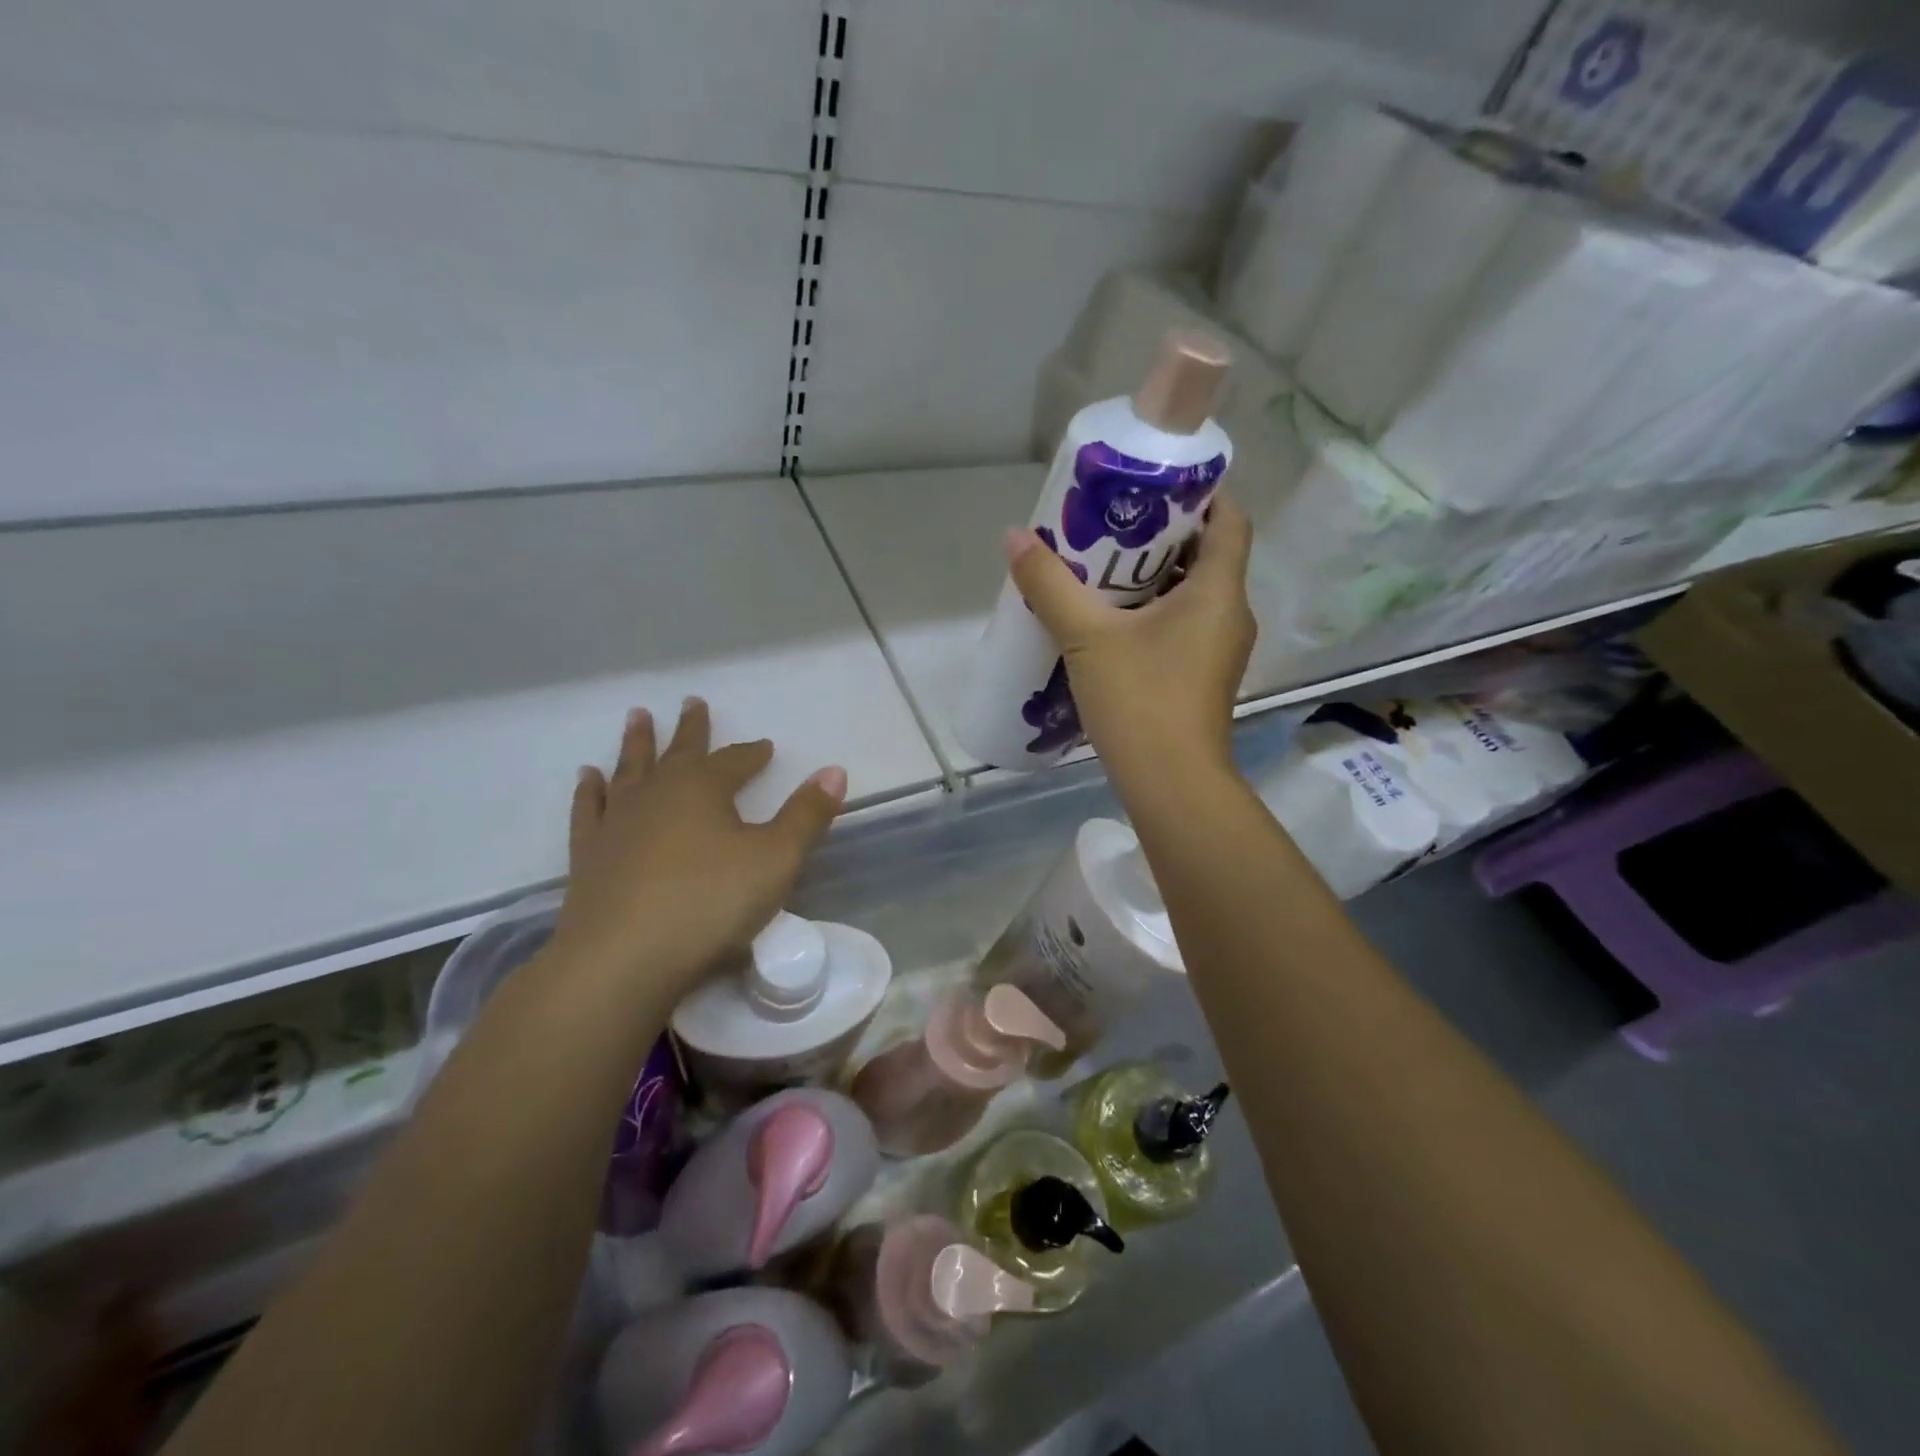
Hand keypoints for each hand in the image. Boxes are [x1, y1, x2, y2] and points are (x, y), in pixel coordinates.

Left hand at [549, 698, 846, 1002]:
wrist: (622, 959)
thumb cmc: (709, 904)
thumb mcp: (776, 859)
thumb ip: (807, 815)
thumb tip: (834, 770)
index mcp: (703, 789)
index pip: (734, 761)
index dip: (751, 753)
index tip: (763, 747)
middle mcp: (658, 794)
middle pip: (678, 752)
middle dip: (690, 728)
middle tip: (691, 701)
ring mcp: (617, 821)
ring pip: (630, 770)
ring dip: (637, 744)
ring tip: (637, 716)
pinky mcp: (589, 854)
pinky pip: (590, 809)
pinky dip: (591, 790)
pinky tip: (590, 777)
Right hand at [1007, 493, 1254, 784]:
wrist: (1171, 784)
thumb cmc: (1140, 700)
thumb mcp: (1087, 637)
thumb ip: (1051, 585)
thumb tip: (1015, 537)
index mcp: (1218, 592)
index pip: (1230, 520)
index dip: (1201, 494)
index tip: (1156, 485)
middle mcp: (1229, 615)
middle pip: (1207, 555)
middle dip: (1163, 535)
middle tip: (1113, 524)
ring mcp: (1219, 650)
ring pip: (1192, 595)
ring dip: (1154, 578)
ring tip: (1103, 568)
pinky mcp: (1203, 678)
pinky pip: (1182, 627)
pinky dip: (1153, 613)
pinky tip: (1111, 622)